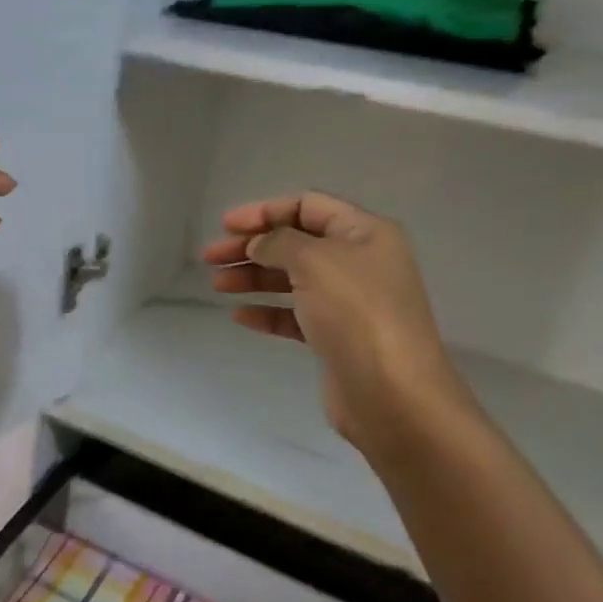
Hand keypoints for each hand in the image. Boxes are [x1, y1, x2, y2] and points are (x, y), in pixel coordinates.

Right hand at [201, 193, 473, 460]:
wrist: (393, 394)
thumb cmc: (356, 314)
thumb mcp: (314, 261)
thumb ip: (278, 242)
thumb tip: (259, 244)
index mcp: (364, 233)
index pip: (307, 207)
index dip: (264, 211)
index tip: (225, 226)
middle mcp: (359, 262)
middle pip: (295, 243)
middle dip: (251, 246)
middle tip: (210, 257)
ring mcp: (349, 302)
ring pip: (291, 279)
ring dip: (253, 277)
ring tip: (217, 285)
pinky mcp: (337, 337)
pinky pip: (295, 315)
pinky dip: (267, 311)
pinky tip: (241, 316)